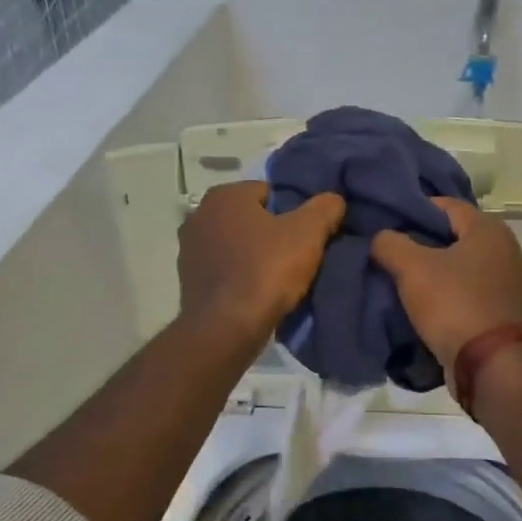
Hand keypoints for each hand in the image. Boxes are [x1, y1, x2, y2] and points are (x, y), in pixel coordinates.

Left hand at [178, 181, 345, 342]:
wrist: (227, 328)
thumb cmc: (267, 270)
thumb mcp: (308, 234)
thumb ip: (325, 208)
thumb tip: (333, 200)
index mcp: (224, 195)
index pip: (270, 192)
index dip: (293, 212)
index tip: (308, 235)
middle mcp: (200, 215)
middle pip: (251, 218)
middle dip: (273, 233)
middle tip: (298, 256)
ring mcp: (189, 249)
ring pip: (236, 244)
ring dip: (255, 255)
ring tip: (279, 278)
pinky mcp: (188, 280)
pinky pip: (225, 269)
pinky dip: (240, 276)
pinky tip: (258, 293)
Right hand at [370, 197, 521, 373]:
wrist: (491, 365)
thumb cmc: (453, 304)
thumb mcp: (411, 268)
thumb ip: (390, 244)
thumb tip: (381, 237)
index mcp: (491, 230)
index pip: (447, 206)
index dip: (415, 210)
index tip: (389, 223)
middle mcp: (510, 250)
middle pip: (458, 238)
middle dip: (426, 244)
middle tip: (395, 254)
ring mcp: (515, 285)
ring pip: (467, 268)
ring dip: (441, 273)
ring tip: (408, 282)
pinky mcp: (511, 314)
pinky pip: (475, 294)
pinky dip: (455, 296)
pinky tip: (432, 307)